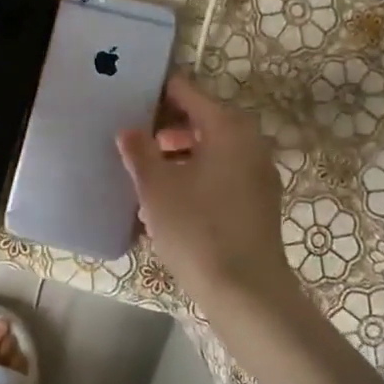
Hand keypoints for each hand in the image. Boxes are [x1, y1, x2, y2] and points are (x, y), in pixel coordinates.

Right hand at [117, 73, 294, 313]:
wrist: (246, 292)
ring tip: (142, 171)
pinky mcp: (257, 201)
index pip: (186, 91)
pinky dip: (194, 174)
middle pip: (200, 118)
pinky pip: (220, 173)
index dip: (155, 92)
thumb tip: (129, 130)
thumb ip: (139, 150)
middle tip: (129, 137)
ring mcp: (257, 173)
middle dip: (164, 126)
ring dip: (177, 153)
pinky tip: (166, 199)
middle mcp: (249, 142)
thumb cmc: (197, 228)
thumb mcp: (156, 186)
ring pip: (210, 148)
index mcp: (228, 127)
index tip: (126, 99)